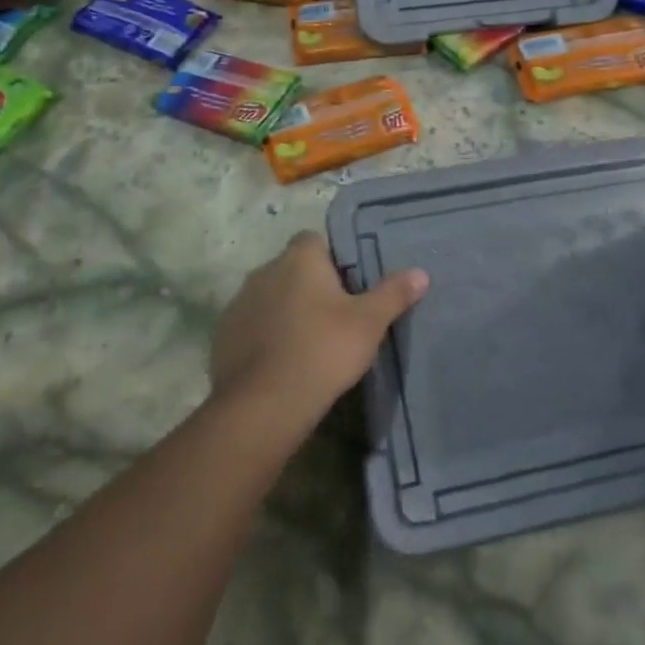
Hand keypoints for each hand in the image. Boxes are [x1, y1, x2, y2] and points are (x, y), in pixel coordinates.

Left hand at [210, 232, 428, 425]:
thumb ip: (393, 294)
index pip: (314, 240)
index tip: (348, 283)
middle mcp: (264, 271)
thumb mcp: (369, 323)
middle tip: (335, 315)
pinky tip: (282, 362)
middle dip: (309, 285)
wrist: (264, 404)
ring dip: (286, 310)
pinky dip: (265, 336)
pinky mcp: (224, 336)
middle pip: (292, 268)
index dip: (331, 258)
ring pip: (270, 297)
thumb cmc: (323, 350)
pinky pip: (251, 326)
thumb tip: (420, 273)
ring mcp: (239, 303)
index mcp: (299, 259)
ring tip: (309, 341)